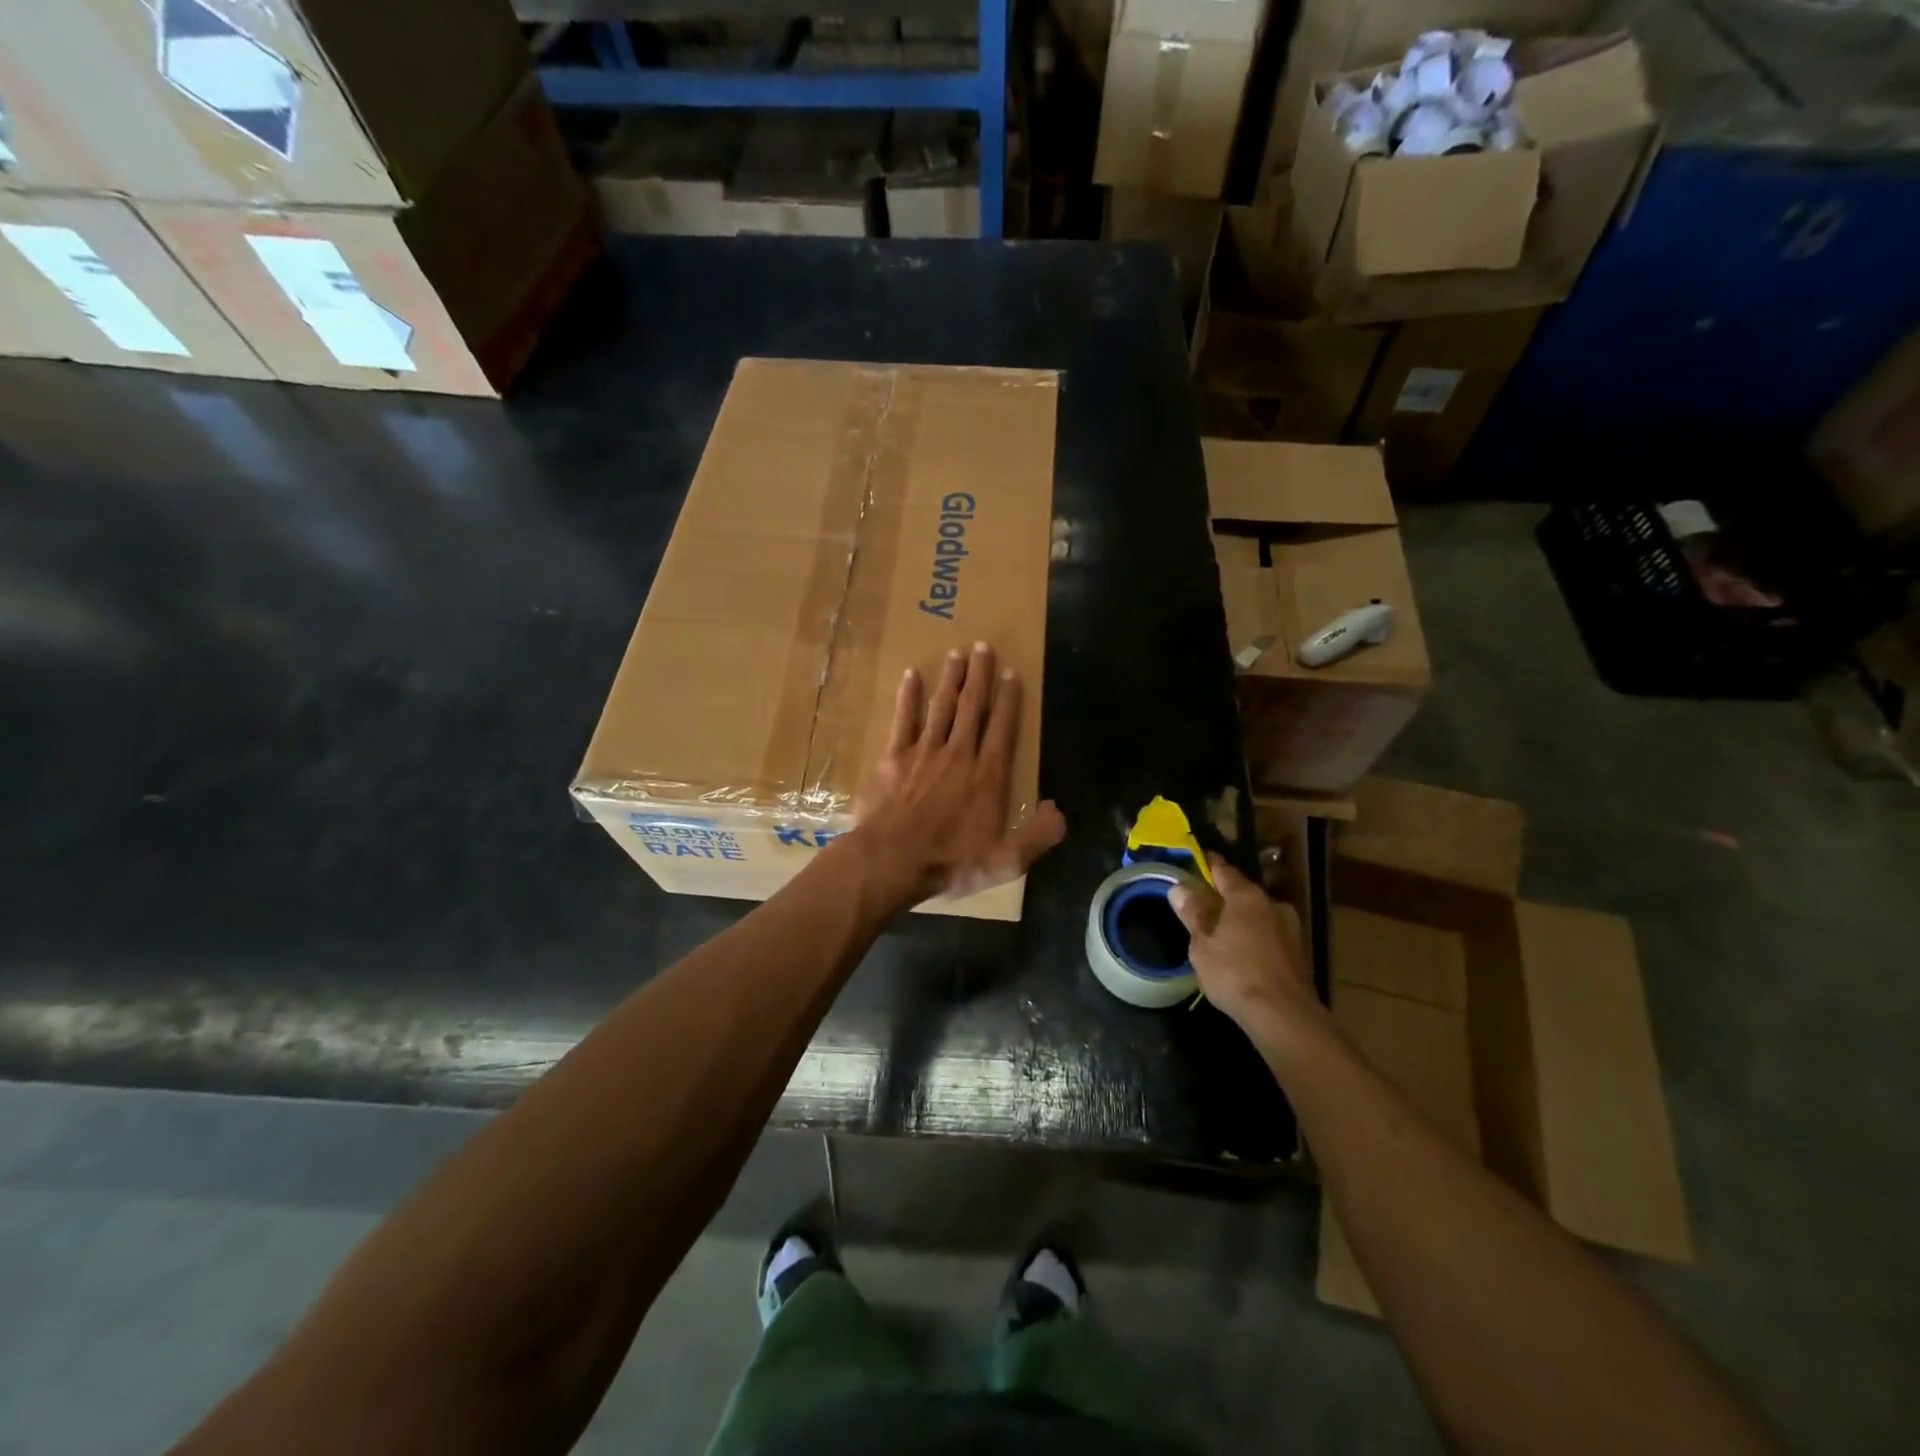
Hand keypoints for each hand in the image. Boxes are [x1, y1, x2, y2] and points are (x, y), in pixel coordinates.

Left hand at [849, 642, 1065, 913]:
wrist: (891, 861)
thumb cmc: (949, 863)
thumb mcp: (1005, 861)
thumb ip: (1038, 836)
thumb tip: (1059, 810)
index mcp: (987, 776)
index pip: (1002, 728)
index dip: (1009, 700)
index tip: (1012, 674)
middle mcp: (959, 754)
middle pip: (972, 707)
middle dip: (980, 676)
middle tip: (983, 647)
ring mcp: (924, 752)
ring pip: (941, 706)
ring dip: (950, 678)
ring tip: (957, 653)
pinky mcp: (894, 757)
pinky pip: (904, 719)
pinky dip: (908, 697)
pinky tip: (911, 675)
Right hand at [1170, 854, 1317, 1031]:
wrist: (1284, 1016)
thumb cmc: (1235, 973)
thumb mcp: (1202, 944)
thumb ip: (1193, 913)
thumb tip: (1179, 887)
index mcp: (1247, 896)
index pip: (1223, 870)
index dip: (1207, 864)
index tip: (1194, 860)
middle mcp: (1272, 905)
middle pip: (1242, 893)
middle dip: (1223, 897)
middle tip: (1201, 904)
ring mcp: (1289, 929)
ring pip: (1257, 916)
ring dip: (1240, 920)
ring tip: (1219, 933)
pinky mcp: (1298, 954)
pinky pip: (1268, 936)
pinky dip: (1253, 939)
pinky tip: (1240, 954)